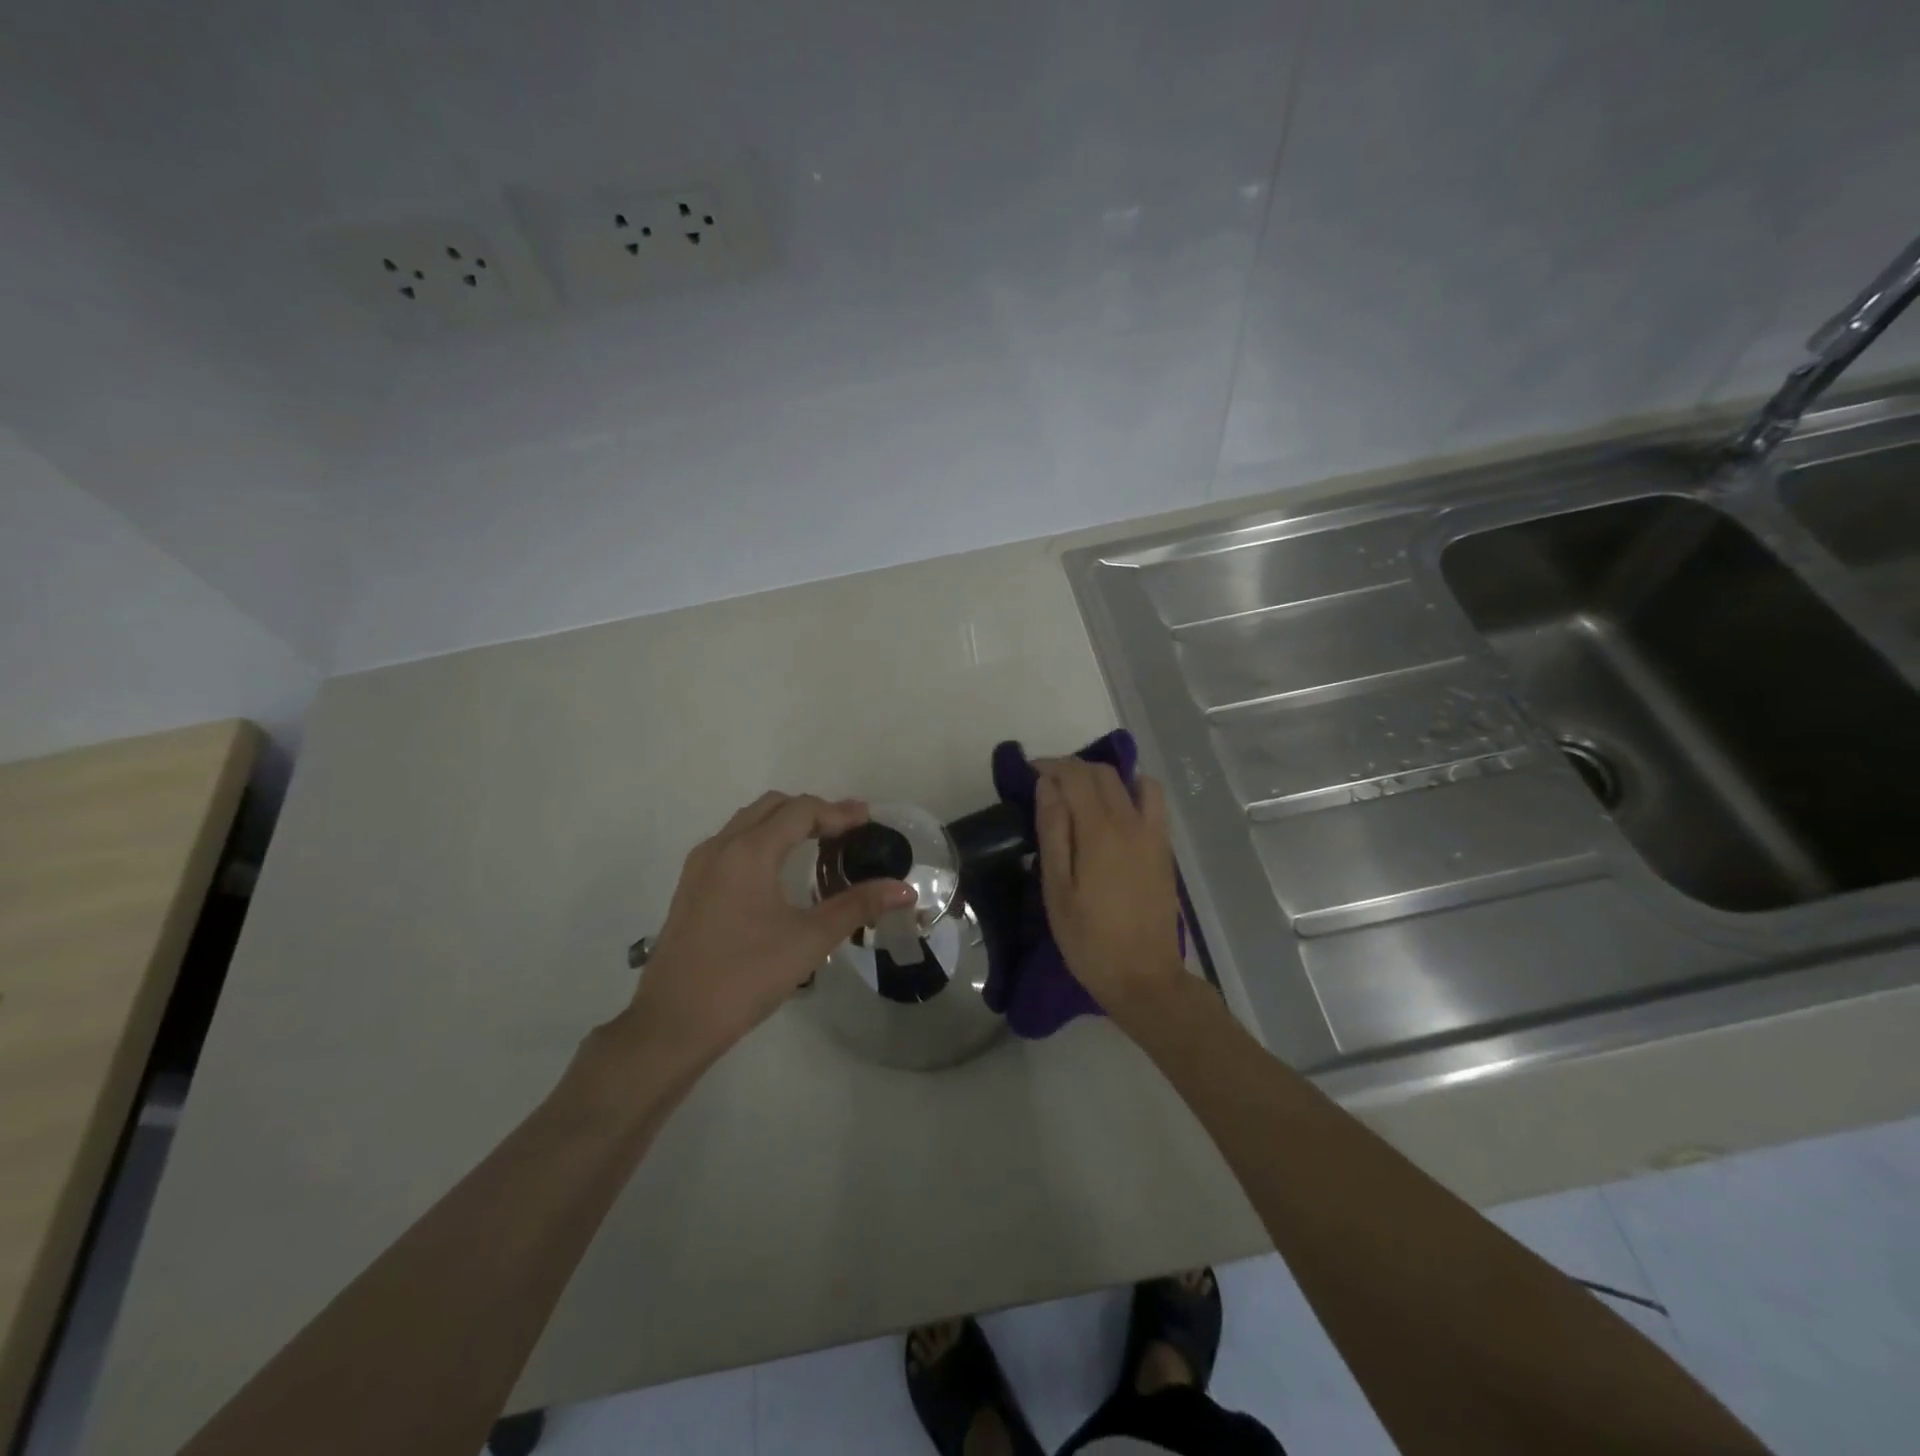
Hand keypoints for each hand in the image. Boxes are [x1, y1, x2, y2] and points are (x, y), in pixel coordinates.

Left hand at [625, 793, 914, 1066]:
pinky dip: (762, 840)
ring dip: (784, 824)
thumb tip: (904, 890)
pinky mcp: (690, 888)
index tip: (869, 819)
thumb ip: (857, 907)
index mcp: (749, 851)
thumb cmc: (745, 977)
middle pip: (772, 808)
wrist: (672, 1024)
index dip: (838, 812)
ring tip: (818, 844)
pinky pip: (732, 844)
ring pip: (748, 823)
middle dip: (812, 811)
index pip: (800, 811)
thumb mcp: (809, 941)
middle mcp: (721, 847)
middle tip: (846, 830)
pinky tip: (780, 872)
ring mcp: (700, 867)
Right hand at [1035, 759, 1186, 1026]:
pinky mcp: (1164, 850)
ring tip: (1083, 794)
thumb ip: (1053, 831)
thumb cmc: (1089, 938)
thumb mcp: (1057, 889)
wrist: (1144, 977)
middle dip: (1073, 769)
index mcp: (1100, 831)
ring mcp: (1154, 835)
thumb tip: (1048, 785)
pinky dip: (1132, 791)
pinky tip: (1115, 813)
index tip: (1029, 772)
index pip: (1076, 775)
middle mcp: (1131, 822)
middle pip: (1104, 774)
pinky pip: (1152, 802)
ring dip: (1105, 777)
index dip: (1051, 765)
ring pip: (1133, 782)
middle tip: (1047, 784)